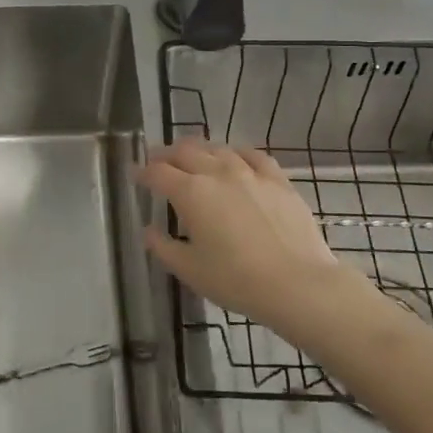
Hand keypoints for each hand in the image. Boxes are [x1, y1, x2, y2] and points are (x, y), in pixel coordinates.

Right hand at [138, 142, 340, 332]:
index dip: (143, 172)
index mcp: (191, 193)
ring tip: (194, 158)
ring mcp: (250, 173)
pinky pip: (253, 155)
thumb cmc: (236, 280)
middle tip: (158, 161)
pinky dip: (237, 153)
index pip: (158, 173)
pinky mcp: (278, 180)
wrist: (297, 283)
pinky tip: (236, 158)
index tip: (135, 175)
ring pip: (218, 149)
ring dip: (199, 151)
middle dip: (166, 154)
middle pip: (185, 151)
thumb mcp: (190, 270)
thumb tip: (149, 231)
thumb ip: (163, 247)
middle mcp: (217, 173)